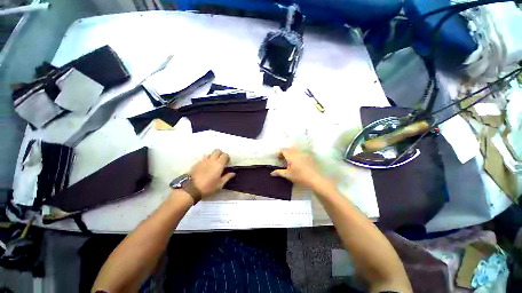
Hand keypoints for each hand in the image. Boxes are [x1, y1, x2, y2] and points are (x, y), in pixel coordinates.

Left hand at [190, 149, 234, 197]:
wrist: (191, 189)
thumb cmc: (208, 187)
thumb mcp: (220, 185)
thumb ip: (227, 177)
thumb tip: (233, 173)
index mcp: (219, 164)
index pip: (225, 155)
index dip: (227, 157)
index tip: (227, 163)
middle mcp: (212, 160)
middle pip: (217, 150)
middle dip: (220, 154)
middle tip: (221, 161)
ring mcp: (203, 160)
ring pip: (210, 154)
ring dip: (213, 157)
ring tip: (213, 164)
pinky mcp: (197, 163)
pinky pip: (203, 158)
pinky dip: (206, 160)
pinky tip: (206, 167)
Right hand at [270, 148, 325, 188]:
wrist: (315, 179)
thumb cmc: (299, 176)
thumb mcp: (288, 175)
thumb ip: (279, 172)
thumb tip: (272, 173)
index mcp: (291, 155)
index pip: (283, 150)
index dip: (280, 154)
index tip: (278, 159)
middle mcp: (297, 152)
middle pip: (289, 150)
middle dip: (285, 154)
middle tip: (284, 161)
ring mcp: (304, 154)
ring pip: (296, 151)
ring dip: (292, 155)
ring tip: (291, 162)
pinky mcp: (310, 156)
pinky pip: (301, 154)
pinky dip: (298, 156)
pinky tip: (299, 164)